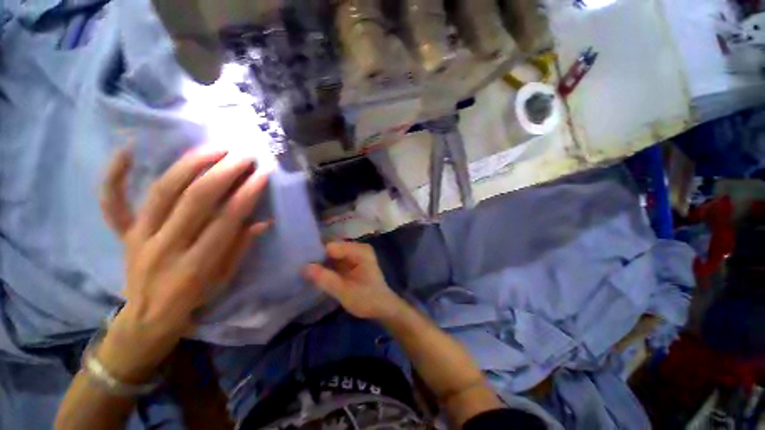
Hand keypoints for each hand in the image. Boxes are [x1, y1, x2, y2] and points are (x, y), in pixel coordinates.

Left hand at [100, 147, 269, 341]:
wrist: (148, 319)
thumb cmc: (194, 299)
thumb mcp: (225, 280)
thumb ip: (241, 248)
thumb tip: (262, 221)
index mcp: (195, 265)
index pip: (226, 220)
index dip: (247, 194)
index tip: (262, 174)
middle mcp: (165, 247)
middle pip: (195, 200)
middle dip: (223, 173)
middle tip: (243, 156)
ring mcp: (139, 238)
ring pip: (162, 192)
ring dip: (189, 165)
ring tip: (213, 148)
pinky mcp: (124, 234)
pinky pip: (113, 203)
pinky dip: (115, 176)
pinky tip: (127, 150)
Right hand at [304, 242, 403, 320]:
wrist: (382, 309)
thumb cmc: (367, 299)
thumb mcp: (345, 292)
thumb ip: (326, 279)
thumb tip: (304, 267)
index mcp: (360, 250)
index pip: (332, 246)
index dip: (317, 255)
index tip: (301, 265)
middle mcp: (357, 248)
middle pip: (332, 249)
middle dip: (318, 258)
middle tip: (300, 270)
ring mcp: (355, 254)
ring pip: (332, 255)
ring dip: (320, 263)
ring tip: (304, 272)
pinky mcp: (351, 262)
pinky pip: (335, 260)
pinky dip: (326, 267)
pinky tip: (316, 275)